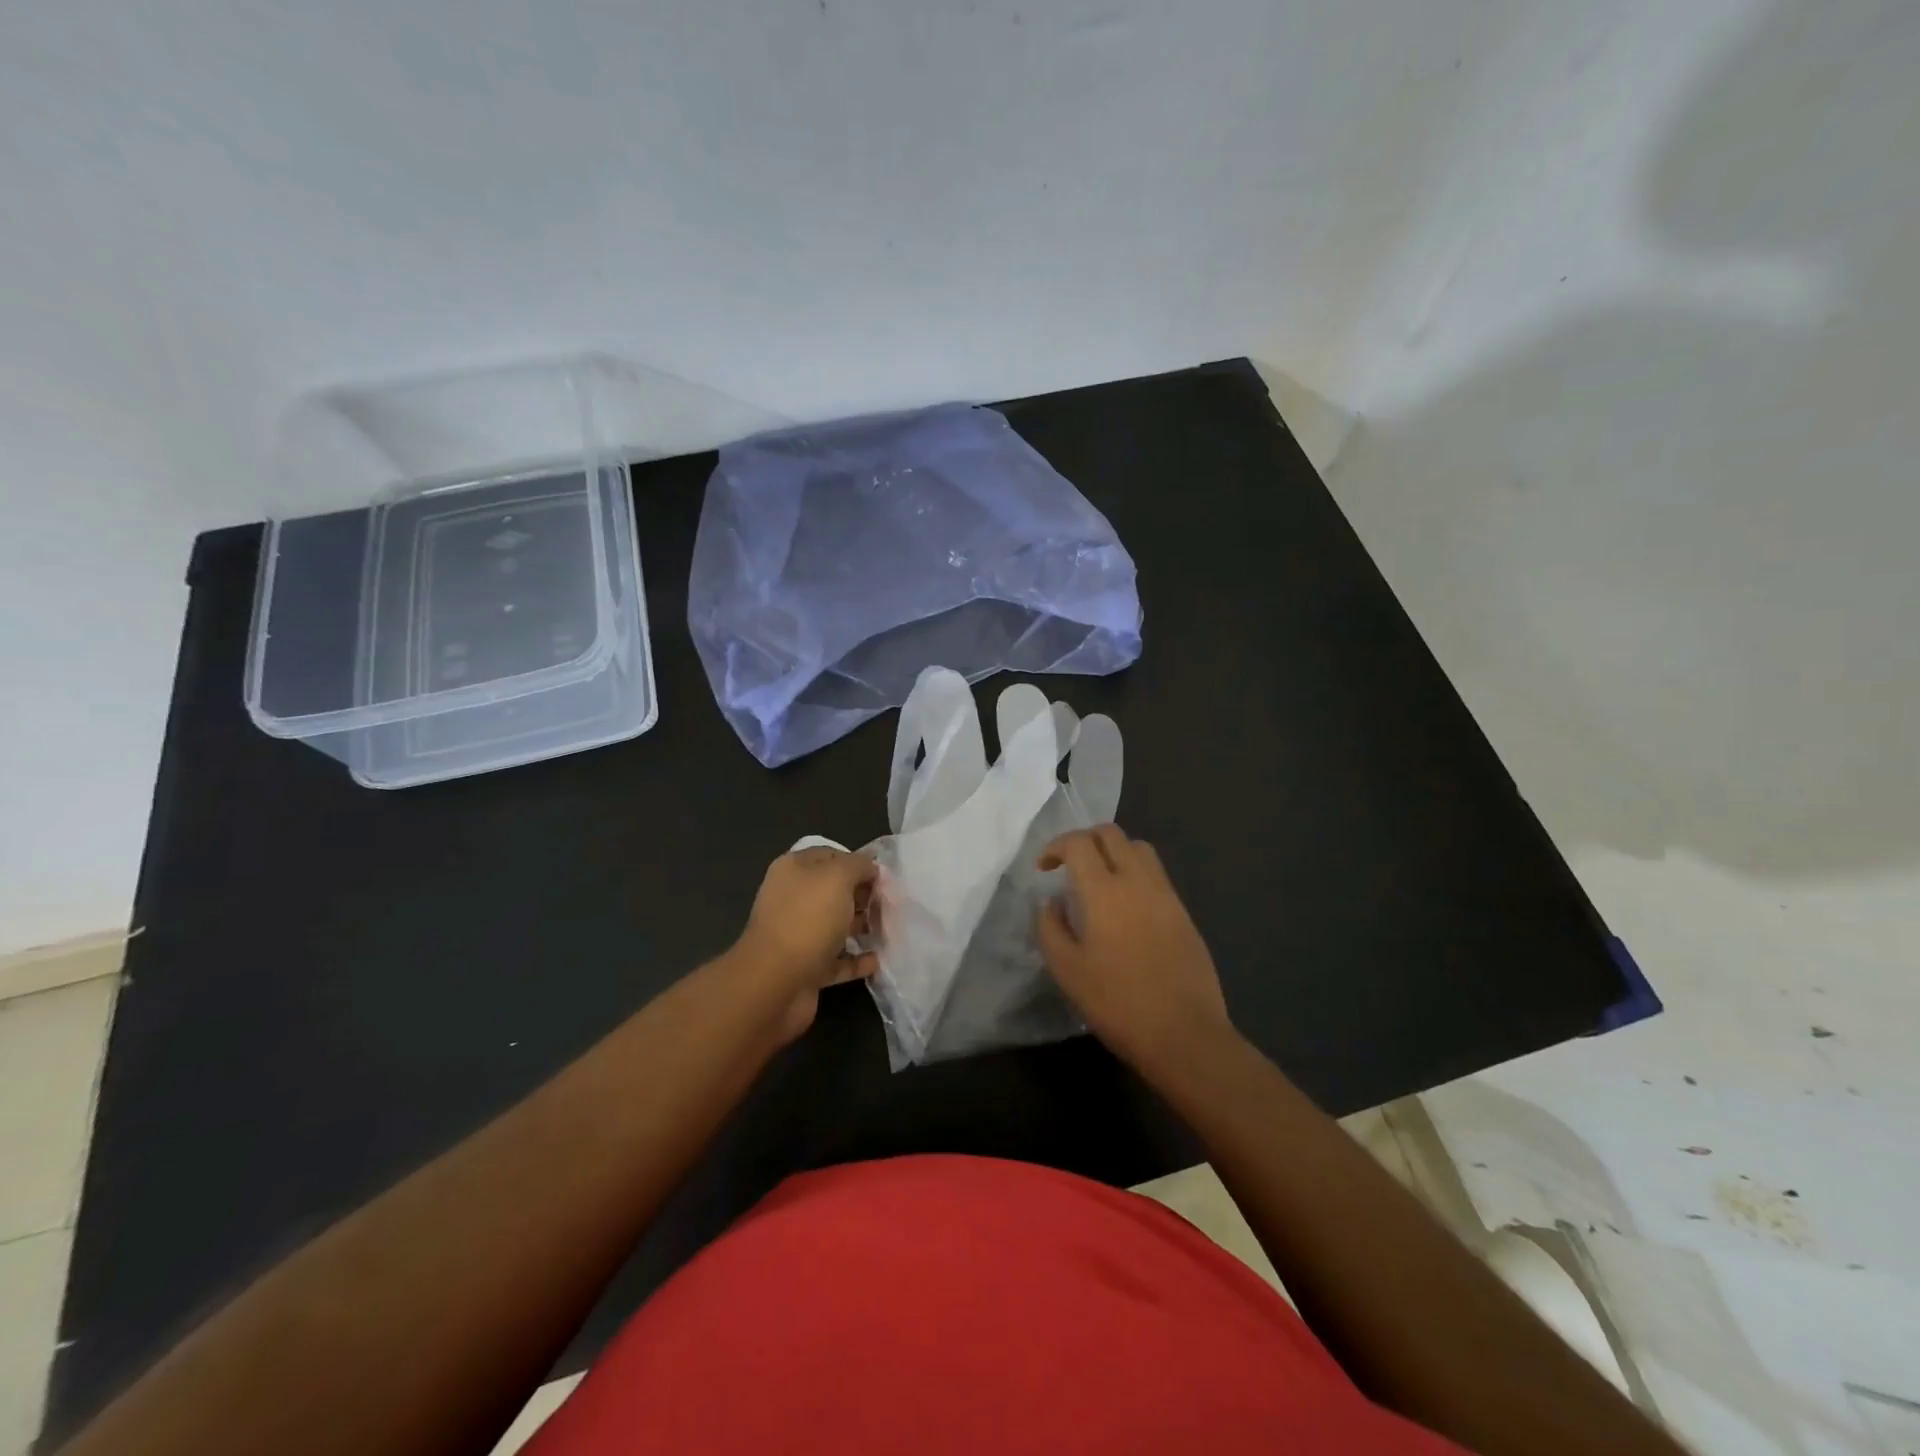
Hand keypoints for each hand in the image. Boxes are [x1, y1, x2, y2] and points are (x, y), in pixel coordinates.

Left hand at [730, 846, 879, 1042]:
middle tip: (891, 903)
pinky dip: (856, 960)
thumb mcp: (837, 877)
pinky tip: (876, 960)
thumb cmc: (808, 919)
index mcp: (794, 871)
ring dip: (861, 927)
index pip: (829, 856)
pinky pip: (836, 960)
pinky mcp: (805, 968)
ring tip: (889, 929)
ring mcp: (797, 935)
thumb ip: (858, 865)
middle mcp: (792, 899)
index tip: (884, 875)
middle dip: (862, 895)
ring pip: (835, 925)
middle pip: (833, 891)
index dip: (857, 861)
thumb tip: (870, 866)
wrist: (775, 983)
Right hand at [1036, 824, 1235, 1078]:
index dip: (1056, 846)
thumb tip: (1051, 902)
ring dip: (1113, 852)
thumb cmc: (1118, 1003)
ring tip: (1099, 881)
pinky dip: (1135, 872)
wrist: (1185, 1034)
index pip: (1079, 843)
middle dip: (1084, 840)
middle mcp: (1138, 881)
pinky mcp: (1183, 912)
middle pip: (1111, 834)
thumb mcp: (1067, 971)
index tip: (1044, 868)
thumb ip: (1050, 928)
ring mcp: (1166, 894)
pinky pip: (1156, 874)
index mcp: (1105, 891)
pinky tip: (1125, 907)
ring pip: (1139, 848)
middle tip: (1069, 866)